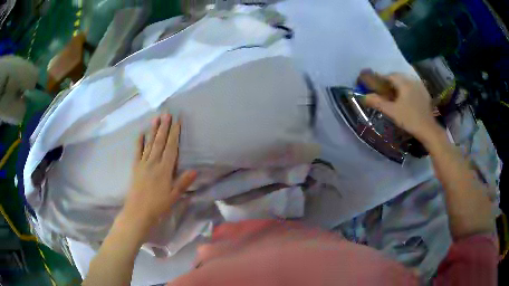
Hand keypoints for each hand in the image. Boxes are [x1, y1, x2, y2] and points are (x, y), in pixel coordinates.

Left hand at [123, 114, 196, 228]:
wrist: (138, 211)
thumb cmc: (158, 205)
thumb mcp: (173, 196)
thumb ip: (183, 182)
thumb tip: (195, 170)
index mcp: (164, 169)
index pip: (171, 148)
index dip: (174, 134)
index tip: (177, 121)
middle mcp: (153, 162)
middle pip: (160, 142)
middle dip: (164, 127)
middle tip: (167, 114)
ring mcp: (143, 163)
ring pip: (149, 143)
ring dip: (153, 130)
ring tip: (156, 118)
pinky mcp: (135, 167)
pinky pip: (137, 152)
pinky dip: (139, 142)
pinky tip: (141, 133)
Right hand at [363, 73, 437, 140]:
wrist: (428, 129)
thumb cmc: (409, 119)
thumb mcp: (392, 112)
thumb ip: (378, 102)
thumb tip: (364, 96)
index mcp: (404, 83)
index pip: (389, 76)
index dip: (381, 79)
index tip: (376, 87)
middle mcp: (412, 80)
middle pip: (398, 77)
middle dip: (390, 82)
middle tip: (385, 92)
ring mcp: (420, 86)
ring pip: (406, 81)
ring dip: (399, 85)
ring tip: (395, 96)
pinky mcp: (425, 93)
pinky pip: (413, 86)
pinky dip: (407, 89)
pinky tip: (406, 99)